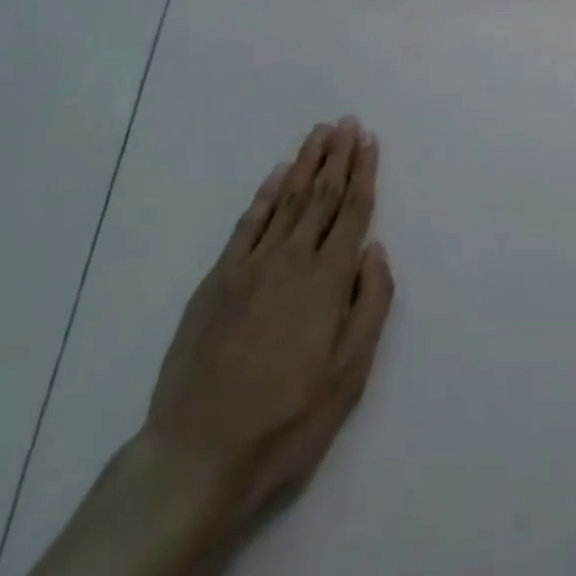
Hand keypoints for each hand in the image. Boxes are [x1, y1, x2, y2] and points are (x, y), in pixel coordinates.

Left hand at [140, 119, 394, 560]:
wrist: (199, 453)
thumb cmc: (287, 420)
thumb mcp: (348, 376)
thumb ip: (370, 306)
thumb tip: (375, 250)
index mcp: (328, 280)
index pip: (352, 211)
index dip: (363, 172)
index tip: (369, 140)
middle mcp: (293, 259)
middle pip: (321, 195)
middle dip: (338, 156)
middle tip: (347, 122)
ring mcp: (252, 265)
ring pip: (287, 199)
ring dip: (306, 163)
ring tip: (320, 133)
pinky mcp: (219, 278)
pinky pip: (248, 223)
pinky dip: (265, 194)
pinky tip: (277, 174)